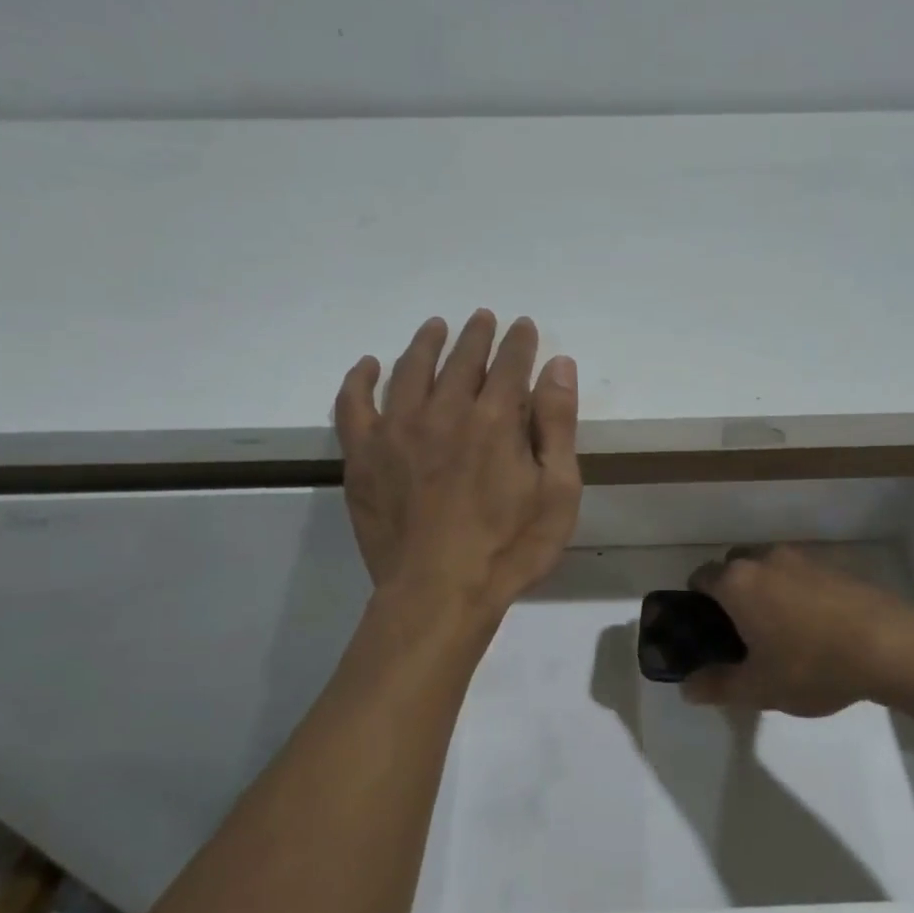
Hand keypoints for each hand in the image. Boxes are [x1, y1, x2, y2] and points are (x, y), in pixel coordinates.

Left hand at [334, 311, 580, 618]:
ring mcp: (397, 430)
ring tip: (435, 327)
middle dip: (477, 335)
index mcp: (495, 419)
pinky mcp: (363, 455)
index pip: (510, 364)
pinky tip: (369, 366)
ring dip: (426, 343)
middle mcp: (444, 411)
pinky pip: (354, 404)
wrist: (438, 594)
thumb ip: (557, 425)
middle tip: (483, 319)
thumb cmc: (509, 548)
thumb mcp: (557, 492)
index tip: (523, 326)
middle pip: (461, 359)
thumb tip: (559, 366)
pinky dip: (360, 380)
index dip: (519, 342)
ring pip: (410, 370)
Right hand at [681, 546, 913, 716]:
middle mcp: (766, 559)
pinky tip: (814, 624)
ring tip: (780, 627)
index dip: (696, 600)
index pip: (701, 576)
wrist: (890, 647)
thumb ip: (718, 686)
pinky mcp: (835, 565)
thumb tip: (688, 689)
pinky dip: (797, 589)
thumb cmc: (812, 665)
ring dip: (766, 587)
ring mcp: (803, 558)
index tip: (706, 627)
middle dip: (731, 590)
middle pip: (734, 564)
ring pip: (769, 566)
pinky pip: (801, 572)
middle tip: (741, 629)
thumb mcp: (760, 688)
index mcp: (738, 582)